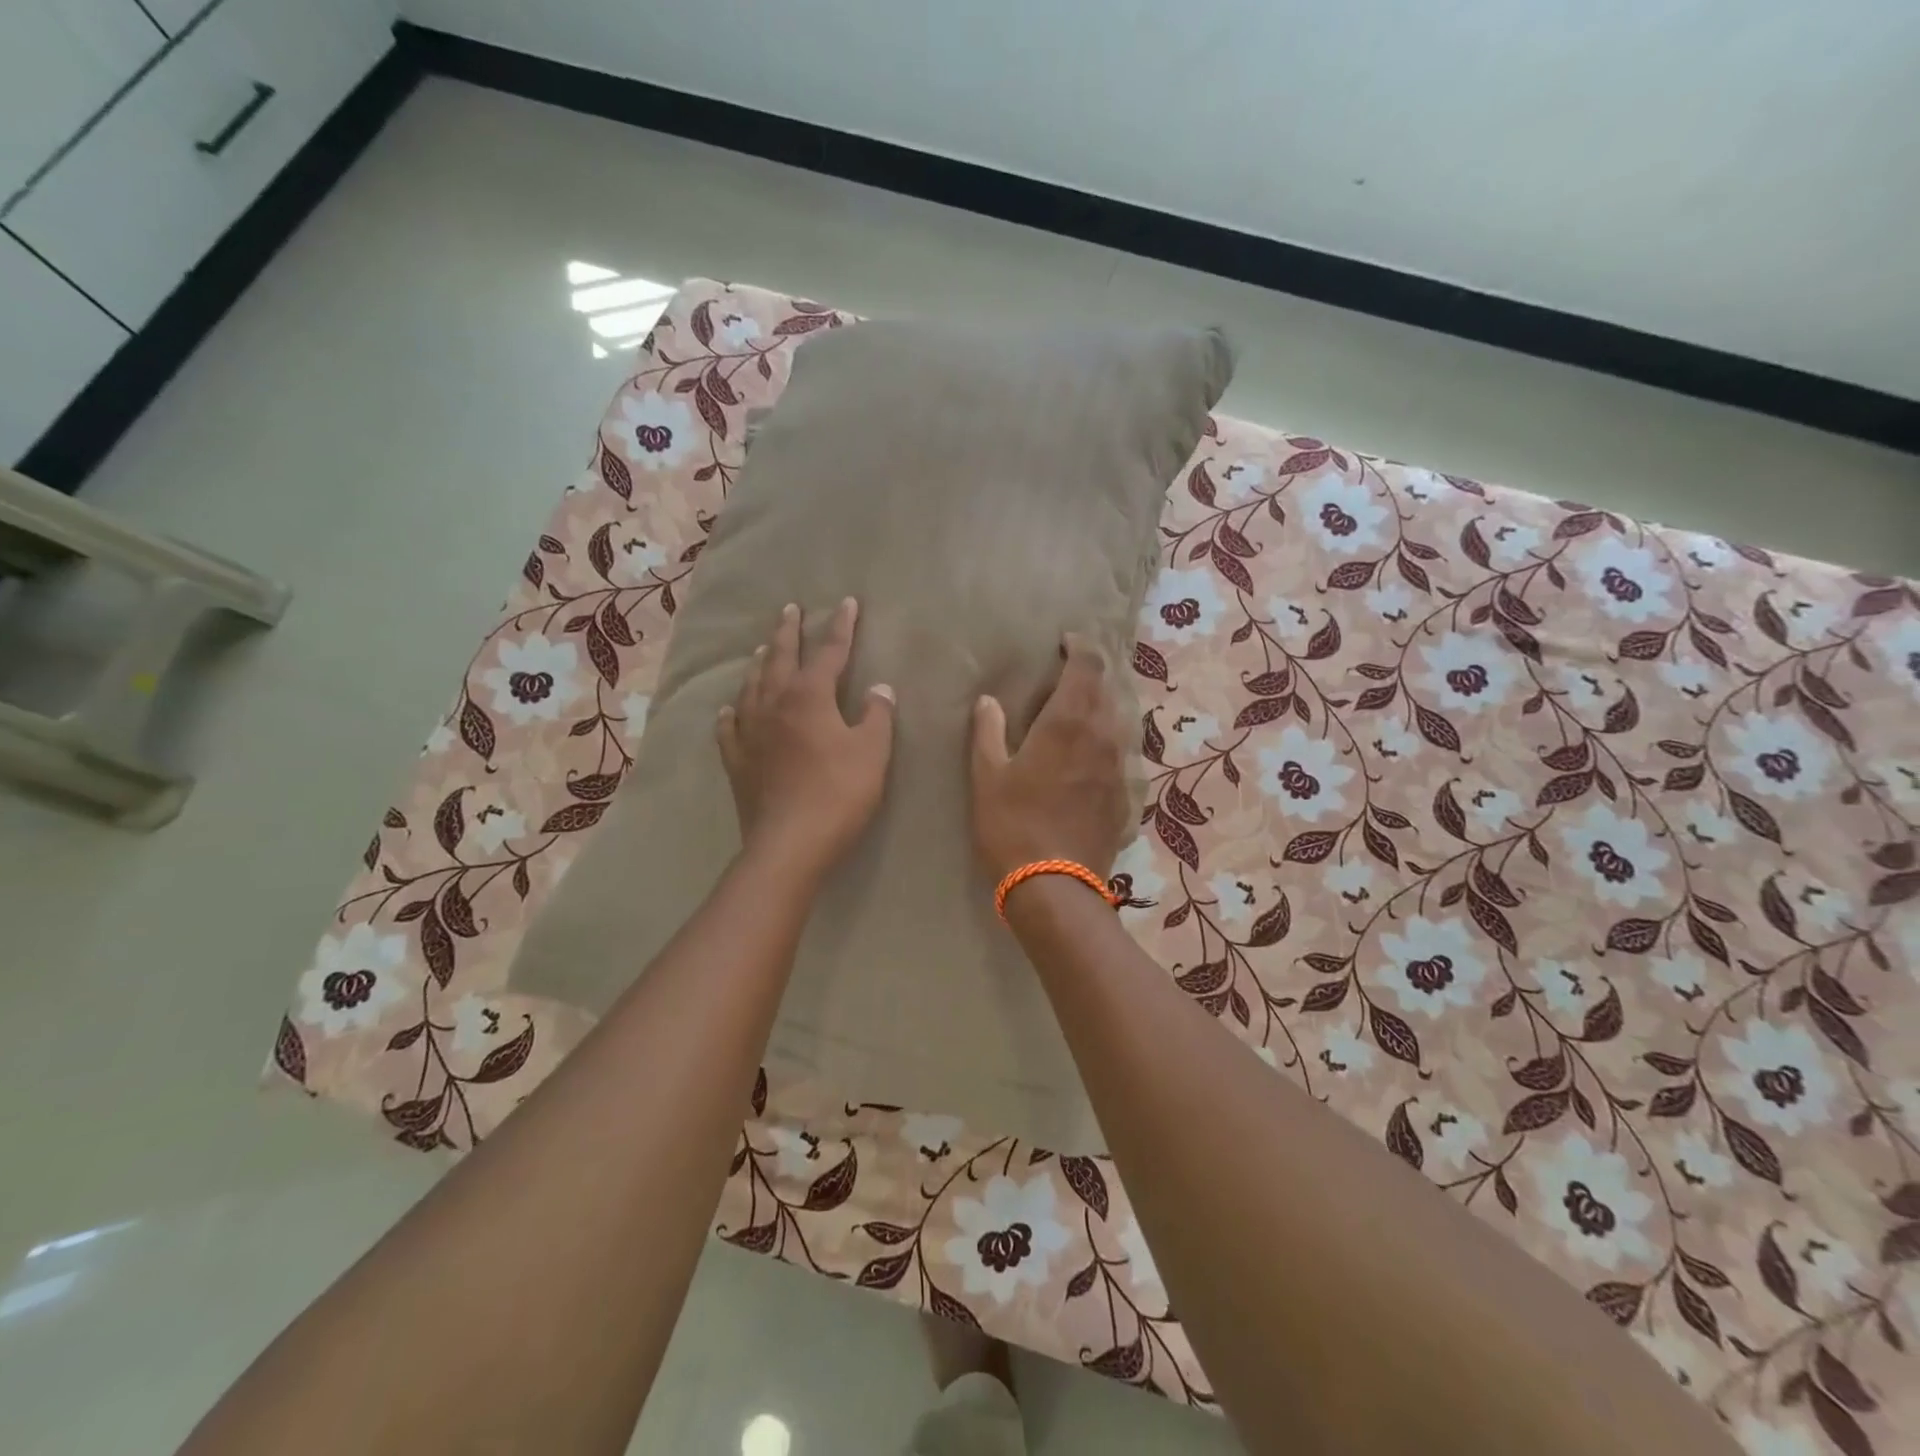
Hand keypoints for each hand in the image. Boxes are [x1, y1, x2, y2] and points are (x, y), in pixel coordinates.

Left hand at [718, 599, 894, 883]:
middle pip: (781, 659)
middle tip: (789, 609)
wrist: (789, 843)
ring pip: (752, 686)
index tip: (847, 604)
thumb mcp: (872, 753)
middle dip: (789, 633)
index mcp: (810, 697)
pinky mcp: (737, 760)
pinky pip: (730, 727)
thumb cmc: (839, 793)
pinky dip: (732, 713)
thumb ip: (877, 716)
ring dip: (760, 664)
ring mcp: (750, 732)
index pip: (830, 653)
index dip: (841, 628)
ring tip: (763, 649)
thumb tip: (880, 688)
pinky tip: (729, 709)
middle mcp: (774, 704)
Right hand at [970, 634, 1131, 885]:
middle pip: (1107, 690)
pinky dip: (1107, 744)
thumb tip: (989, 701)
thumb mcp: (987, 776)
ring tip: (1079, 714)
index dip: (1079, 647)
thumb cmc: (1012, 825)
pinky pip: (1121, 755)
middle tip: (1067, 676)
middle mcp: (1103, 736)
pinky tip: (1090, 759)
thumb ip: (988, 731)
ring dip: (1101, 709)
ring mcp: (1120, 767)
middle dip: (1090, 676)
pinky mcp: (1126, 795)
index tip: (1065, 642)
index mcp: (1068, 722)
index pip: (1087, 666)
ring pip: (1118, 722)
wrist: (1055, 885)